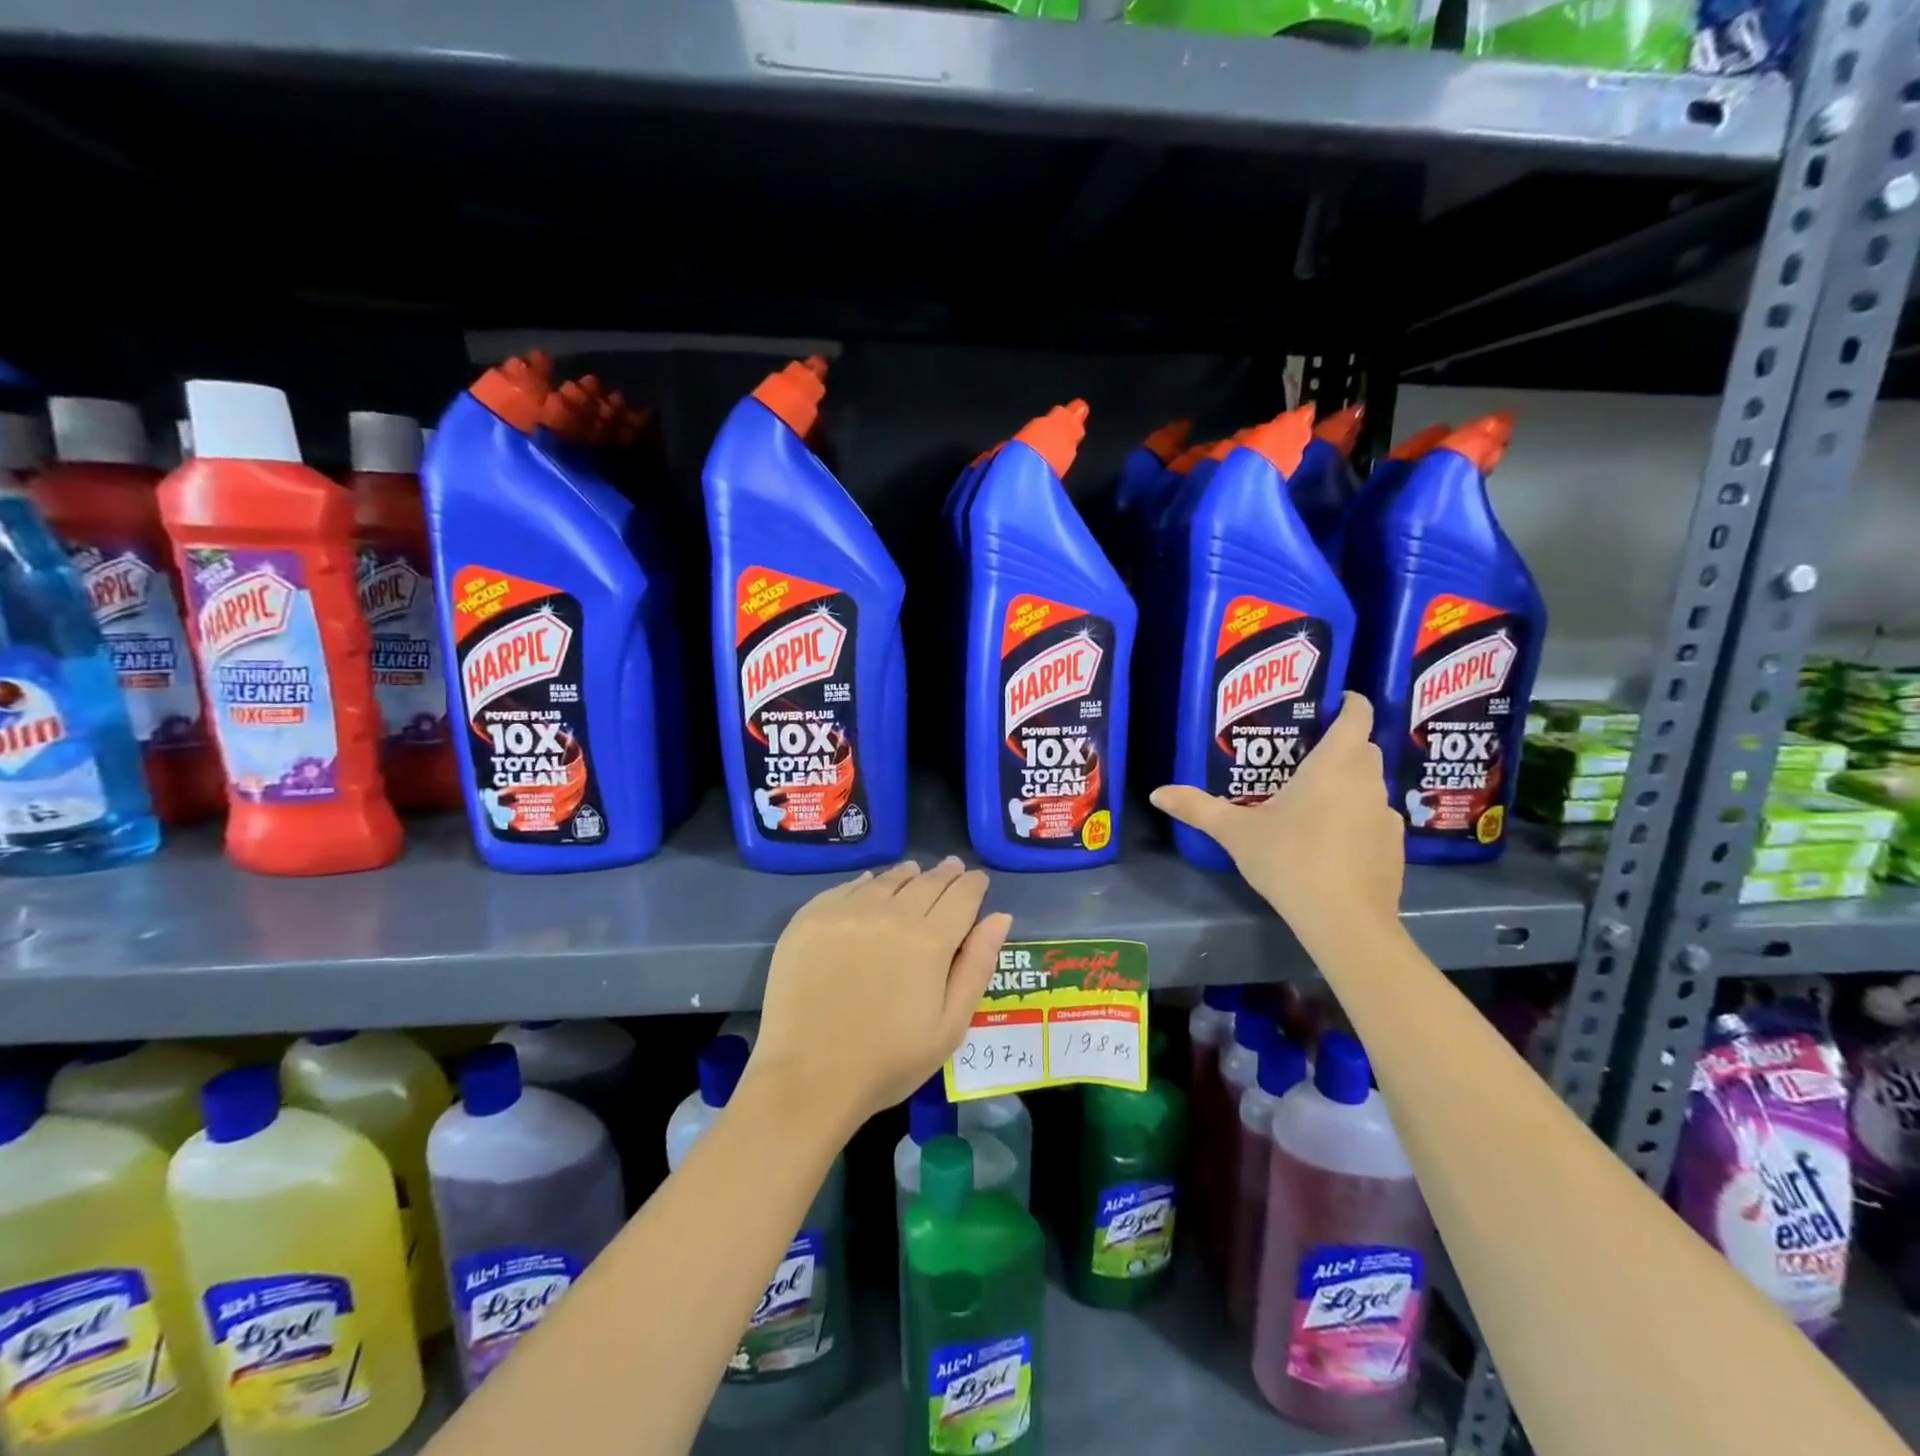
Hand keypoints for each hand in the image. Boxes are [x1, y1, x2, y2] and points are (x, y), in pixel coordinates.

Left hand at [749, 858, 1012, 1134]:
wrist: (807, 1079)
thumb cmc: (888, 1062)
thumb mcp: (950, 1026)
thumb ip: (977, 966)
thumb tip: (1000, 917)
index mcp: (930, 940)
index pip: (962, 895)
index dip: (973, 885)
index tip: (977, 881)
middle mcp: (890, 913)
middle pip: (926, 881)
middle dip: (945, 875)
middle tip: (952, 869)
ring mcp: (846, 912)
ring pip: (886, 880)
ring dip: (907, 875)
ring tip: (914, 873)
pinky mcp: (811, 918)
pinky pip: (847, 888)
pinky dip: (866, 883)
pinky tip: (870, 885)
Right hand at [1150, 692, 1403, 948]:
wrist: (1344, 920)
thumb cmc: (1289, 859)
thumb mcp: (1235, 832)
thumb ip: (1197, 808)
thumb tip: (1158, 793)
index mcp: (1334, 765)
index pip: (1357, 716)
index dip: (1349, 703)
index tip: (1333, 701)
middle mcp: (1367, 781)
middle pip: (1364, 748)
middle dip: (1342, 744)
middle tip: (1304, 754)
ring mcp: (1386, 815)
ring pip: (1370, 784)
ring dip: (1349, 783)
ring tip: (1314, 799)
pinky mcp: (1394, 846)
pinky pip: (1375, 817)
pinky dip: (1357, 817)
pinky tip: (1331, 841)